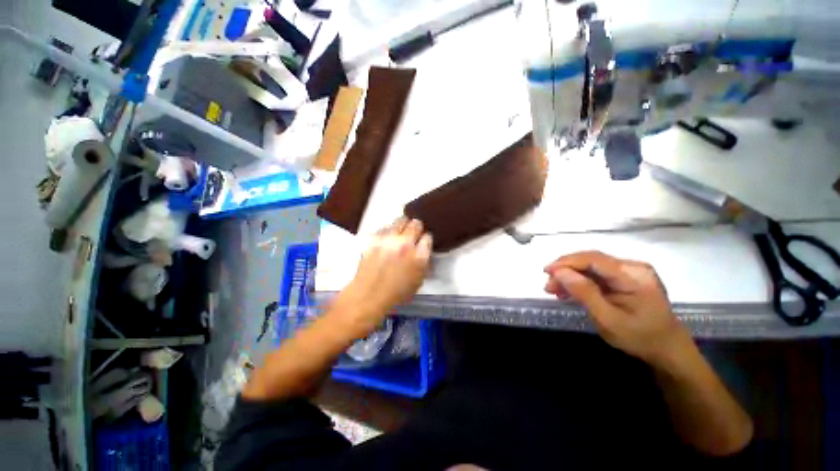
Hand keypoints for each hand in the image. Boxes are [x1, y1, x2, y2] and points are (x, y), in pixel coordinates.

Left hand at [336, 218, 431, 331]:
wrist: (368, 295)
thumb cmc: (396, 293)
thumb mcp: (418, 282)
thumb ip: (424, 264)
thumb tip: (424, 253)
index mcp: (419, 256)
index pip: (428, 237)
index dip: (426, 239)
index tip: (423, 242)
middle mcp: (406, 244)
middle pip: (416, 223)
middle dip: (417, 227)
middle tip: (414, 233)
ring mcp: (389, 239)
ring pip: (400, 221)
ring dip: (403, 226)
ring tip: (400, 233)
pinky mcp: (375, 239)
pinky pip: (385, 227)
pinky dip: (388, 231)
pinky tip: (387, 238)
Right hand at [543, 251, 693, 367]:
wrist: (667, 348)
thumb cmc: (640, 338)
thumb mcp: (608, 319)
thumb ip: (584, 293)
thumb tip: (559, 272)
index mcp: (633, 276)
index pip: (593, 259)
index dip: (567, 262)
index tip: (546, 271)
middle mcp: (633, 266)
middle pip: (591, 260)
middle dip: (565, 270)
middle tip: (548, 286)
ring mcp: (630, 270)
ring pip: (591, 266)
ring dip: (570, 275)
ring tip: (554, 289)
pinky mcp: (626, 276)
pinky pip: (597, 273)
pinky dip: (580, 280)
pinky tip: (569, 290)